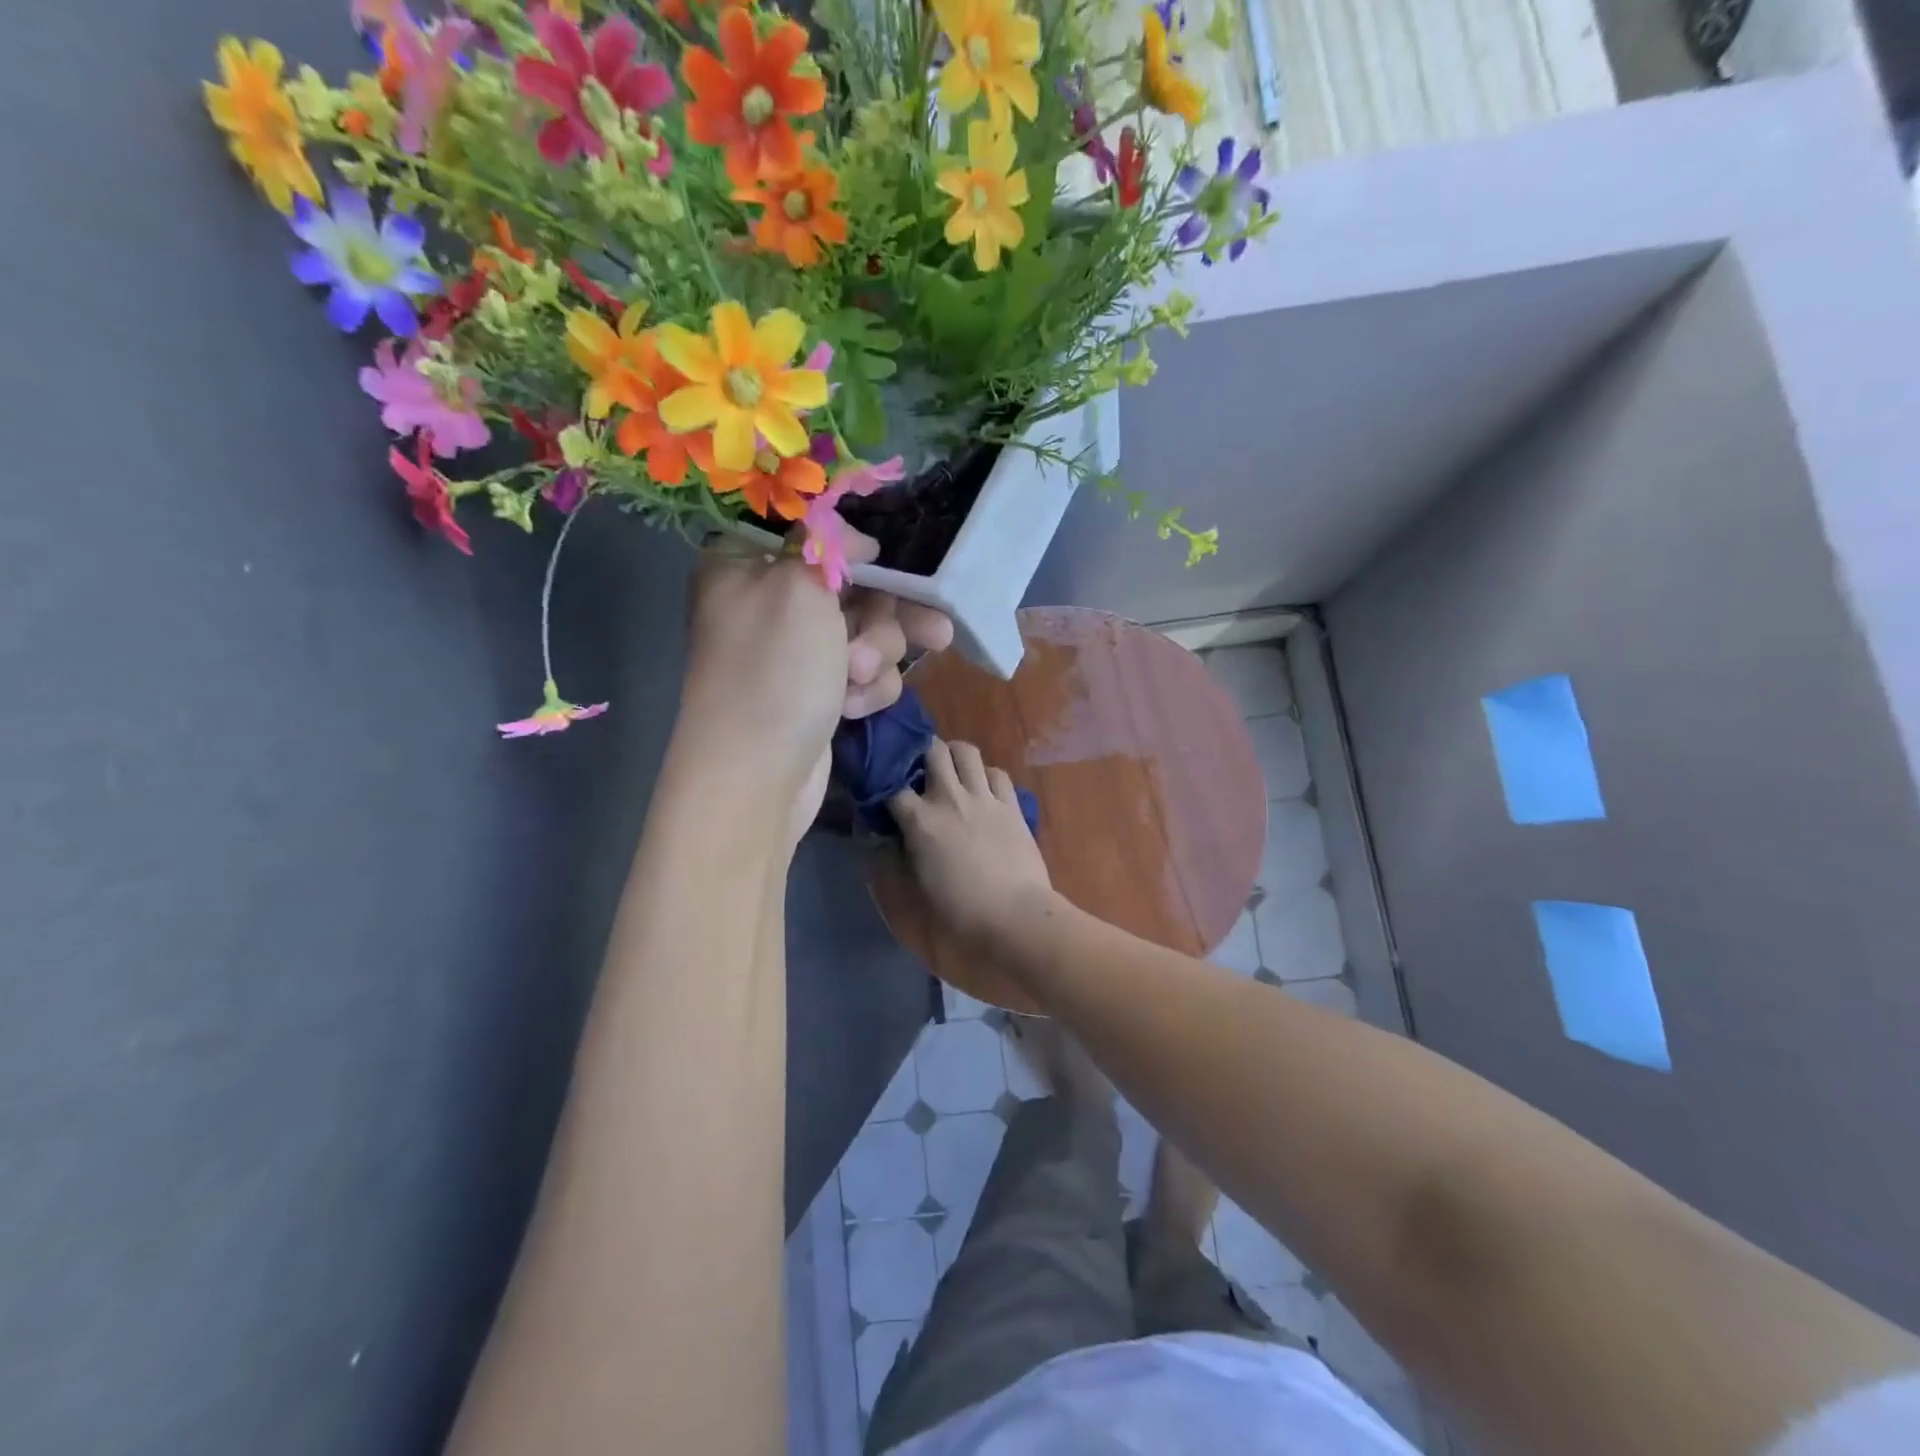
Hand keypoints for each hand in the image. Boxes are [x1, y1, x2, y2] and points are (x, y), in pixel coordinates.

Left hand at [677, 535, 952, 836]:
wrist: (755, 777)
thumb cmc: (774, 672)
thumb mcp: (799, 588)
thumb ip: (829, 546)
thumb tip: (856, 540)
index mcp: (748, 565)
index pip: (813, 535)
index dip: (857, 549)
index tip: (886, 563)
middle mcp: (770, 604)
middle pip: (853, 588)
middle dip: (885, 618)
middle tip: (931, 632)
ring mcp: (795, 653)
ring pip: (868, 634)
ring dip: (877, 657)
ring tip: (860, 680)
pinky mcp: (817, 692)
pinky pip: (862, 674)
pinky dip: (865, 690)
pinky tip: (852, 709)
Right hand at [888, 739, 1055, 952]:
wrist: (1014, 915)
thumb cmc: (959, 911)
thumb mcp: (914, 888)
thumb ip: (896, 856)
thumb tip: (885, 837)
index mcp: (920, 820)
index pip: (891, 786)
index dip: (884, 784)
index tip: (883, 790)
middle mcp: (950, 798)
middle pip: (932, 750)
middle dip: (922, 752)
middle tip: (920, 769)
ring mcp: (983, 798)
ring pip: (966, 751)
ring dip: (955, 754)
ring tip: (951, 769)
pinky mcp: (1011, 805)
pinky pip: (997, 773)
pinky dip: (986, 774)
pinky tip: (983, 788)